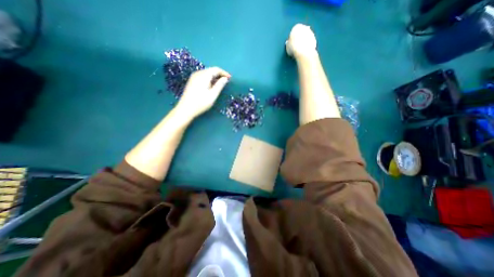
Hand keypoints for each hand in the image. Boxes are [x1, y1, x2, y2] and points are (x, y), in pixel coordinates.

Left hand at [176, 67, 231, 118]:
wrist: (185, 109)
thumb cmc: (201, 103)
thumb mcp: (213, 95)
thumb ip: (220, 85)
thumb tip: (225, 78)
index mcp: (204, 75)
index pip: (216, 69)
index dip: (224, 73)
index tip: (230, 78)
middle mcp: (198, 73)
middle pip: (211, 70)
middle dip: (219, 75)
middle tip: (226, 82)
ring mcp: (194, 77)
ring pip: (207, 73)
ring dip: (215, 77)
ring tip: (220, 85)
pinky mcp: (192, 81)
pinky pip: (203, 76)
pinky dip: (209, 79)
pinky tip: (212, 86)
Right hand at [286, 23, 316, 59]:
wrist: (303, 52)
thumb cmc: (293, 48)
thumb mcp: (287, 46)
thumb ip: (288, 43)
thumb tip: (289, 43)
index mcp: (296, 27)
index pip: (293, 31)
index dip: (292, 38)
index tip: (291, 44)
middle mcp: (305, 27)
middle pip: (301, 33)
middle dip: (299, 38)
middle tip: (296, 46)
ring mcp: (311, 33)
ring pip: (306, 37)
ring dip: (304, 42)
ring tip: (300, 50)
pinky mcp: (315, 39)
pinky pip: (310, 42)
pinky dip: (307, 45)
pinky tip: (304, 51)